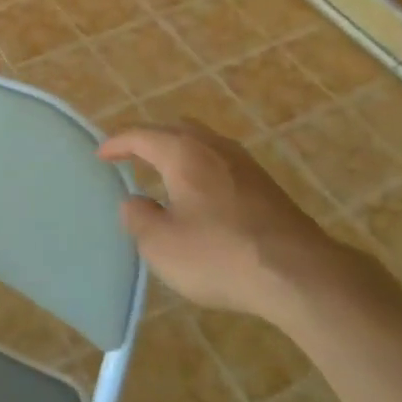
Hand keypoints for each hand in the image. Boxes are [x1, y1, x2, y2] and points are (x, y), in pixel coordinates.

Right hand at [100, 124, 361, 327]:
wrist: (299, 273)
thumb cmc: (220, 255)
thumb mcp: (163, 246)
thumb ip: (139, 219)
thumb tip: (134, 202)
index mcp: (183, 152)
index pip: (141, 135)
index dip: (117, 142)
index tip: (101, 153)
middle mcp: (213, 146)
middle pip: (175, 129)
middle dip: (151, 140)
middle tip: (134, 158)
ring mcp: (244, 163)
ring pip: (203, 143)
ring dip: (180, 153)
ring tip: (166, 176)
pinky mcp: (265, 185)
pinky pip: (222, 163)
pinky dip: (203, 169)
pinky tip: (203, 197)